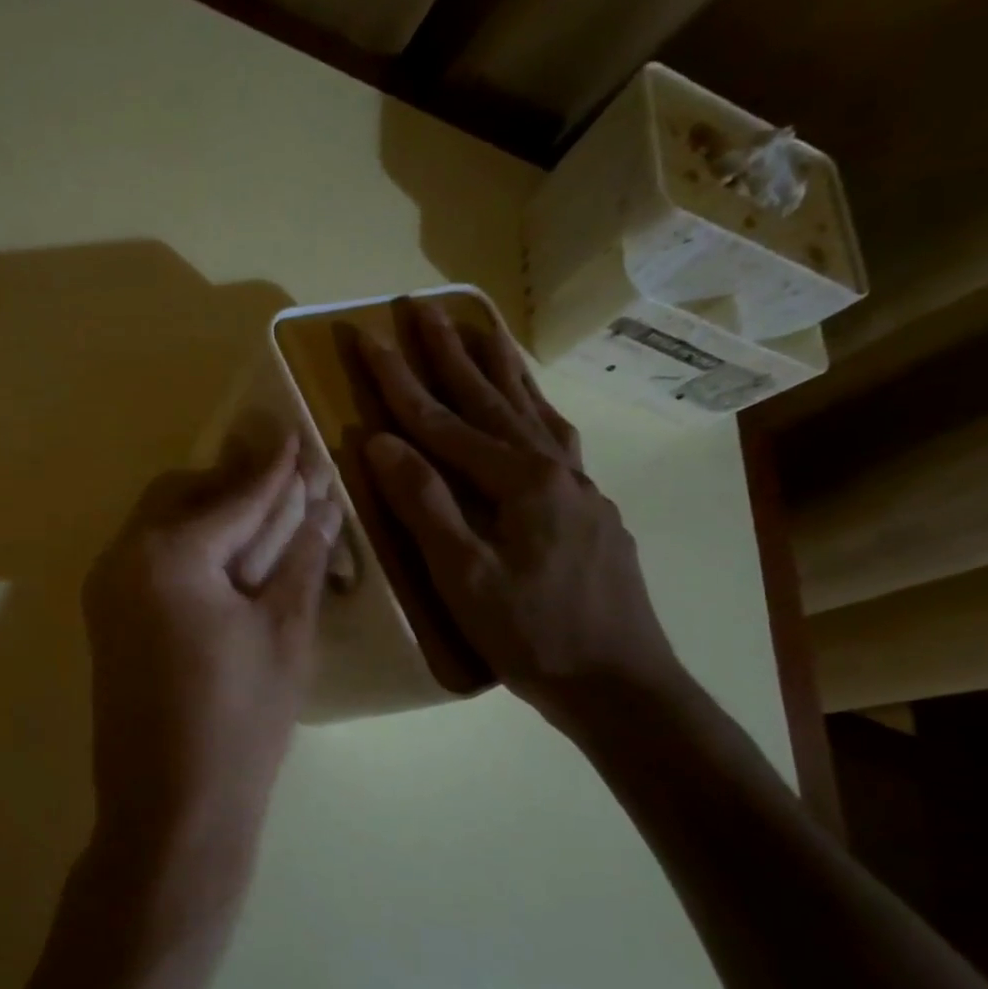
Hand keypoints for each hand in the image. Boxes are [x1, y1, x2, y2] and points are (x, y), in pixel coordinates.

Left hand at [82, 435, 340, 926]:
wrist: (171, 809)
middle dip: (232, 483)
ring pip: (158, 522)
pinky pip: (146, 556)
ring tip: (261, 520)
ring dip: (208, 512)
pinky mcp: (105, 616)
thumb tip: (321, 504)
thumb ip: (300, 558)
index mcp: (167, 556)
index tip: (298, 433)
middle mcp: (122, 557)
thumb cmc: (240, 723)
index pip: (232, 495)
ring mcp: (105, 588)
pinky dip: (186, 545)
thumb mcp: (285, 633)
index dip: (273, 466)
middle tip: (283, 484)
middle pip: (181, 494)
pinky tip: (226, 561)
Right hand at [357, 297, 682, 726]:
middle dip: (449, 351)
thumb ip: (424, 505)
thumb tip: (382, 442)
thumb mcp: (464, 577)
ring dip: (498, 366)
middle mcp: (552, 467)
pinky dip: (533, 406)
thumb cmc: (532, 636)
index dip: (399, 379)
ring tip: (476, 328)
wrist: (620, 683)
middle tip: (420, 305)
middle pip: (489, 397)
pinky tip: (528, 405)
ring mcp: (578, 484)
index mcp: (519, 481)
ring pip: (531, 408)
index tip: (367, 336)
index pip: (442, 420)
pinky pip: (554, 436)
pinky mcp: (589, 506)